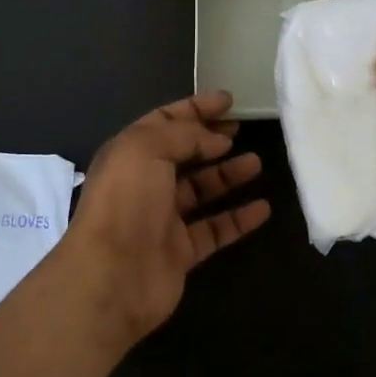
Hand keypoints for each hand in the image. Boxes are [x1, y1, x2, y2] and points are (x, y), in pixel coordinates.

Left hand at [61, 91, 271, 346]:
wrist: (112, 276)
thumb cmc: (126, 201)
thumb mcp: (147, 148)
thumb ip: (184, 135)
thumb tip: (218, 139)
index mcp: (130, 153)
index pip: (165, 121)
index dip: (195, 108)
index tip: (228, 101)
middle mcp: (145, 183)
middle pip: (183, 154)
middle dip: (211, 139)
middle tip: (242, 128)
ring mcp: (162, 219)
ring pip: (201, 191)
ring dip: (228, 175)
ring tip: (257, 162)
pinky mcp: (180, 252)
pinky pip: (215, 229)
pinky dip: (238, 219)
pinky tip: (263, 208)